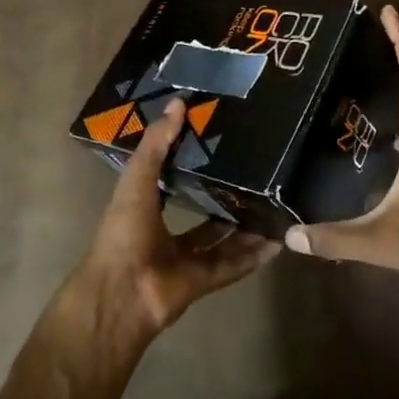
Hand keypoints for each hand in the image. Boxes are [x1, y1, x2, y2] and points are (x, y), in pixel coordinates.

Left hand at [72, 98, 278, 341]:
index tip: (218, 140)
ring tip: (273, 204)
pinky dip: (253, 255)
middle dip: (225, 197)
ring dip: (245, 226)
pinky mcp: (203, 281)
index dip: (190, 161)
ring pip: (222, 239)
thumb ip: (157, 144)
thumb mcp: (137, 179)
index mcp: (145, 206)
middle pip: (202, 212)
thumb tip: (179, 103)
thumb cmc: (124, 231)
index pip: (170, 179)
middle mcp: (165, 232)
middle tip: (256, 175)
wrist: (122, 294)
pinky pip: (233, 265)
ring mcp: (185, 259)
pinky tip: (276, 241)